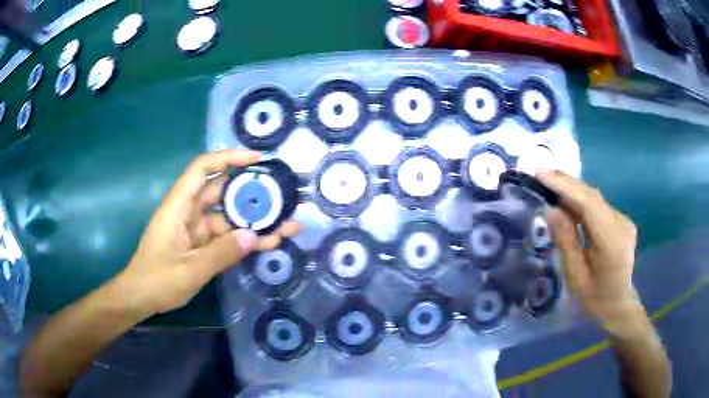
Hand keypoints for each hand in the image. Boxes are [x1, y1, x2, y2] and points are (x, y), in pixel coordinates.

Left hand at [114, 150, 299, 317]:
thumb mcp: (189, 270)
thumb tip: (254, 236)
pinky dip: (245, 240)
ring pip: (229, 217)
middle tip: (282, 195)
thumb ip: (221, 253)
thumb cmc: (156, 280)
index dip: (229, 158)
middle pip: (222, 192)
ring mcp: (197, 230)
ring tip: (288, 223)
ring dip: (255, 221)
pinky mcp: (202, 245)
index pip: (203, 169)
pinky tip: (270, 242)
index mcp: (179, 207)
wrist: (141, 298)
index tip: (257, 160)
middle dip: (251, 192)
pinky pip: (227, 237)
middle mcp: (189, 212)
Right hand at [536, 170, 639, 328]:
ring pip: (594, 199)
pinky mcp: (620, 220)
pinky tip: (566, 201)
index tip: (541, 173)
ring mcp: (623, 220)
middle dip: (566, 183)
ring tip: (549, 183)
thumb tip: (551, 209)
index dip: (565, 186)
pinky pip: (598, 206)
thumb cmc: (595, 299)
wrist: (619, 305)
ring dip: (572, 190)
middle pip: (592, 196)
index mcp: (612, 242)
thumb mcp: (575, 276)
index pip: (589, 204)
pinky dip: (580, 201)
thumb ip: (565, 242)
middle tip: (540, 173)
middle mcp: (621, 224)